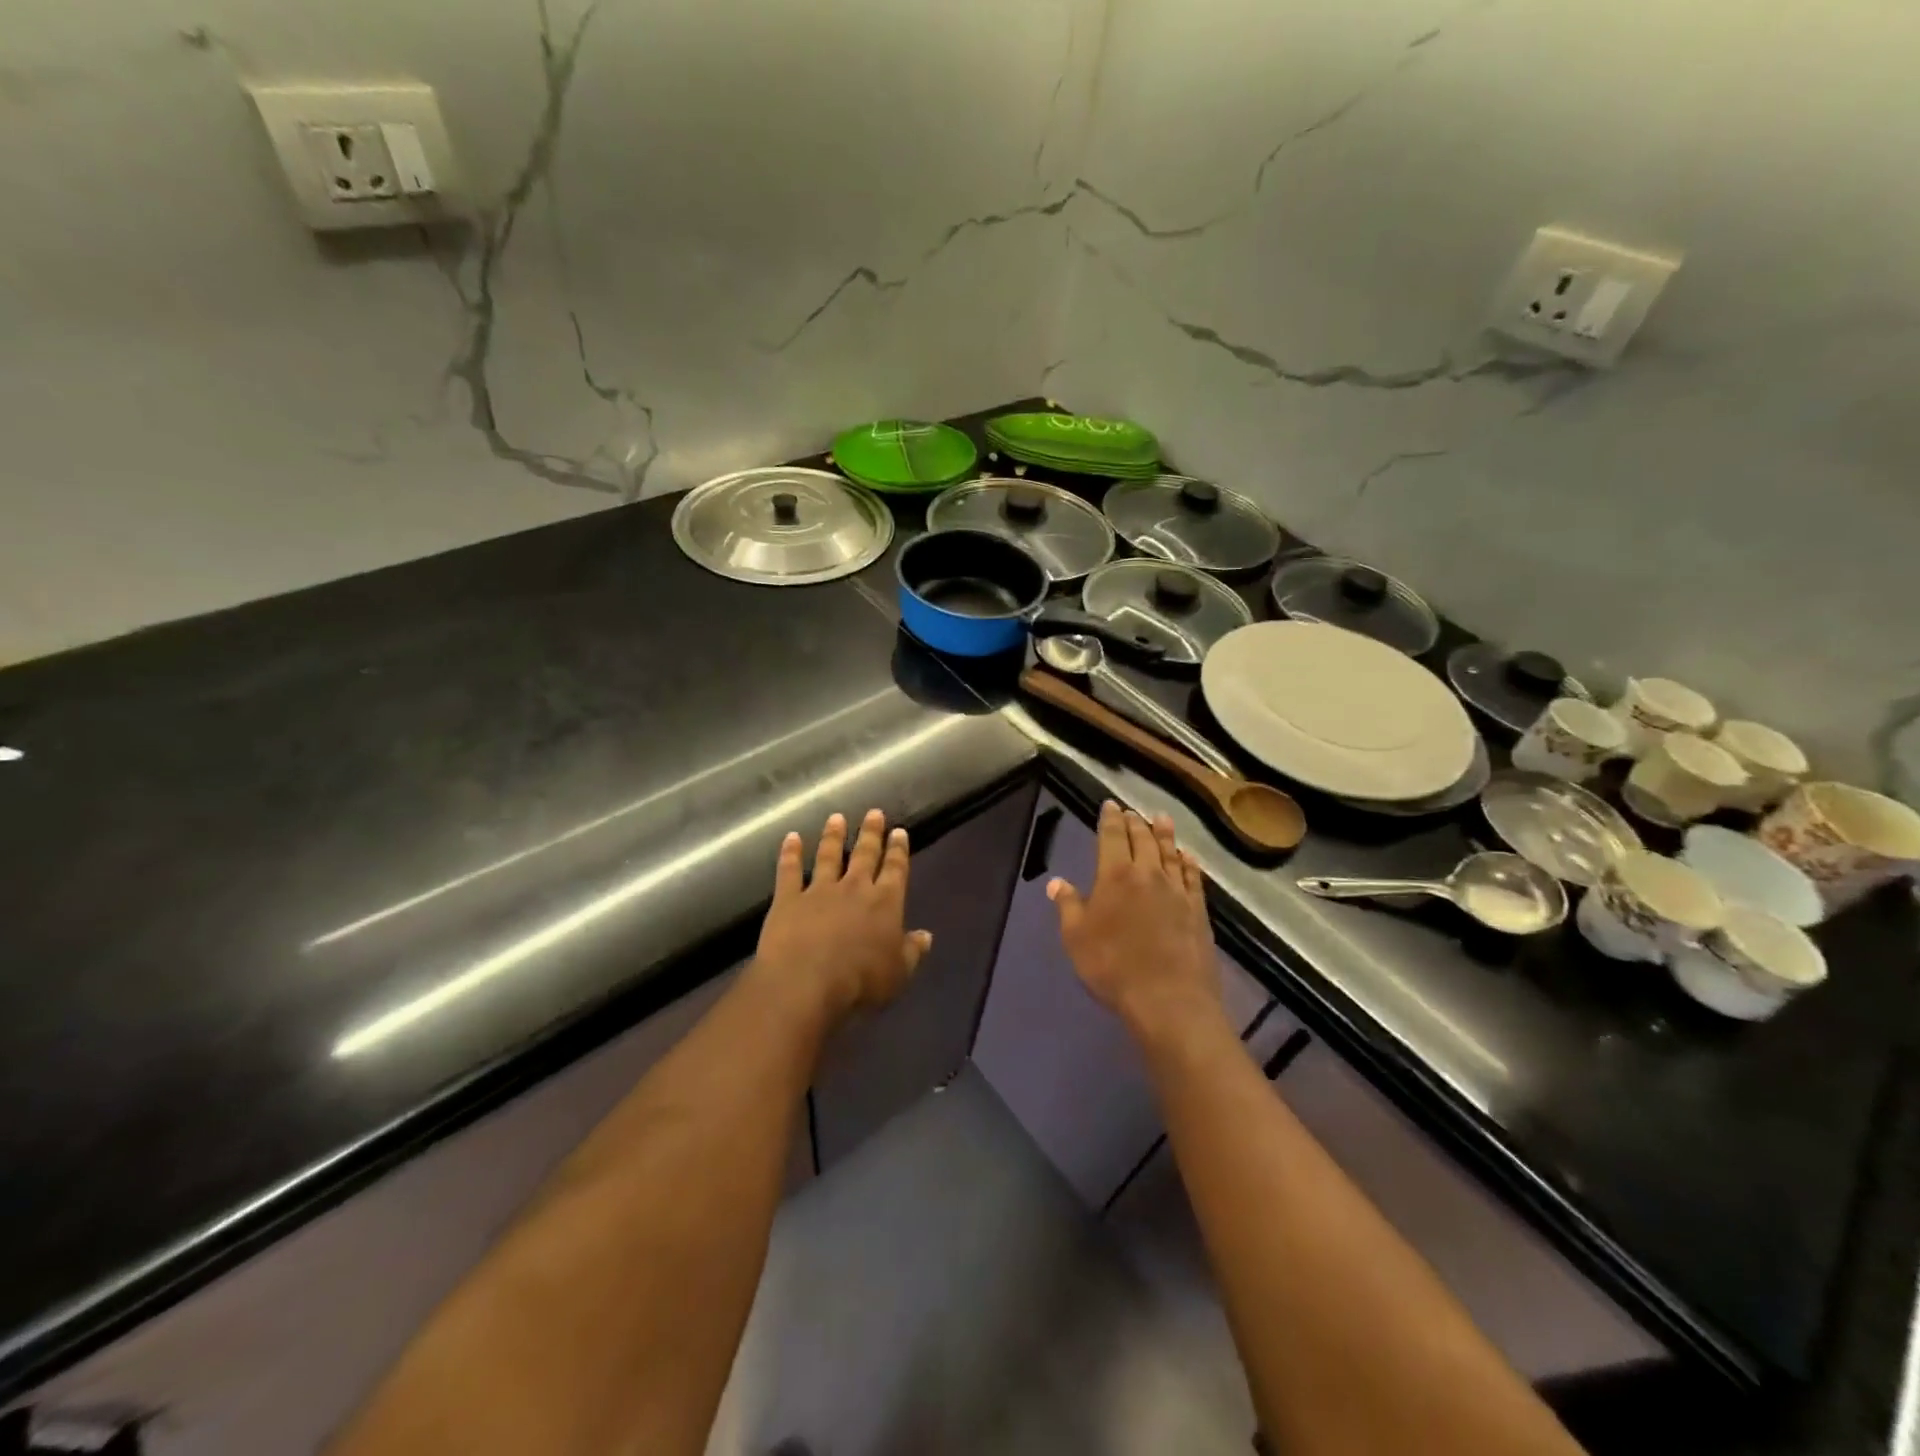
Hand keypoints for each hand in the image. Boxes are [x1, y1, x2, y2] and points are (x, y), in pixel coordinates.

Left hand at [752, 809, 932, 1023]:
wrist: (807, 983)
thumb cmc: (860, 982)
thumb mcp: (898, 972)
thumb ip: (912, 951)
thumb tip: (926, 936)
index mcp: (885, 903)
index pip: (896, 870)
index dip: (898, 850)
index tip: (899, 832)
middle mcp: (855, 888)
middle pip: (865, 855)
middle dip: (871, 833)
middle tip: (874, 812)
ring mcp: (819, 890)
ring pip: (829, 856)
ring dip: (833, 836)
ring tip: (836, 818)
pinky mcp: (789, 899)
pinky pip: (789, 871)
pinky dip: (790, 853)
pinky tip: (791, 838)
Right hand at [1049, 802, 1223, 1040]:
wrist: (1169, 1000)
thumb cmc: (1113, 967)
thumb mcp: (1076, 938)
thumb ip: (1068, 906)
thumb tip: (1056, 882)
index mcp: (1115, 876)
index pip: (1112, 837)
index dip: (1110, 819)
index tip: (1110, 805)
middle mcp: (1148, 874)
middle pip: (1143, 840)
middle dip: (1135, 822)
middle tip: (1132, 811)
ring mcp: (1177, 891)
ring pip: (1170, 853)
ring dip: (1164, 834)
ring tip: (1161, 818)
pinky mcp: (1198, 910)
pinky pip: (1193, 877)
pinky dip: (1189, 862)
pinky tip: (1187, 856)